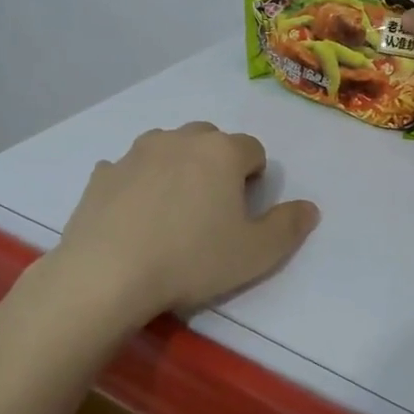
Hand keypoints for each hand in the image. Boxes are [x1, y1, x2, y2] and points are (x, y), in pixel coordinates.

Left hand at [52, 123, 319, 330]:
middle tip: (211, 209)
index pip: (253, 149)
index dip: (254, 178)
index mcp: (222, 152)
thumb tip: (310, 207)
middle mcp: (180, 139)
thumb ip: (289, 226)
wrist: (107, 274)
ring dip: (176, 167)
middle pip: (210, 140)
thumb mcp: (255, 254)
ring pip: (167, 147)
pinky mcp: (103, 173)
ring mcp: (136, 152)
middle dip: (217, 164)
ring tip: (171, 211)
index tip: (243, 212)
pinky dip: (136, 184)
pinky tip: (133, 217)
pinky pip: (128, 170)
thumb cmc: (191, 260)